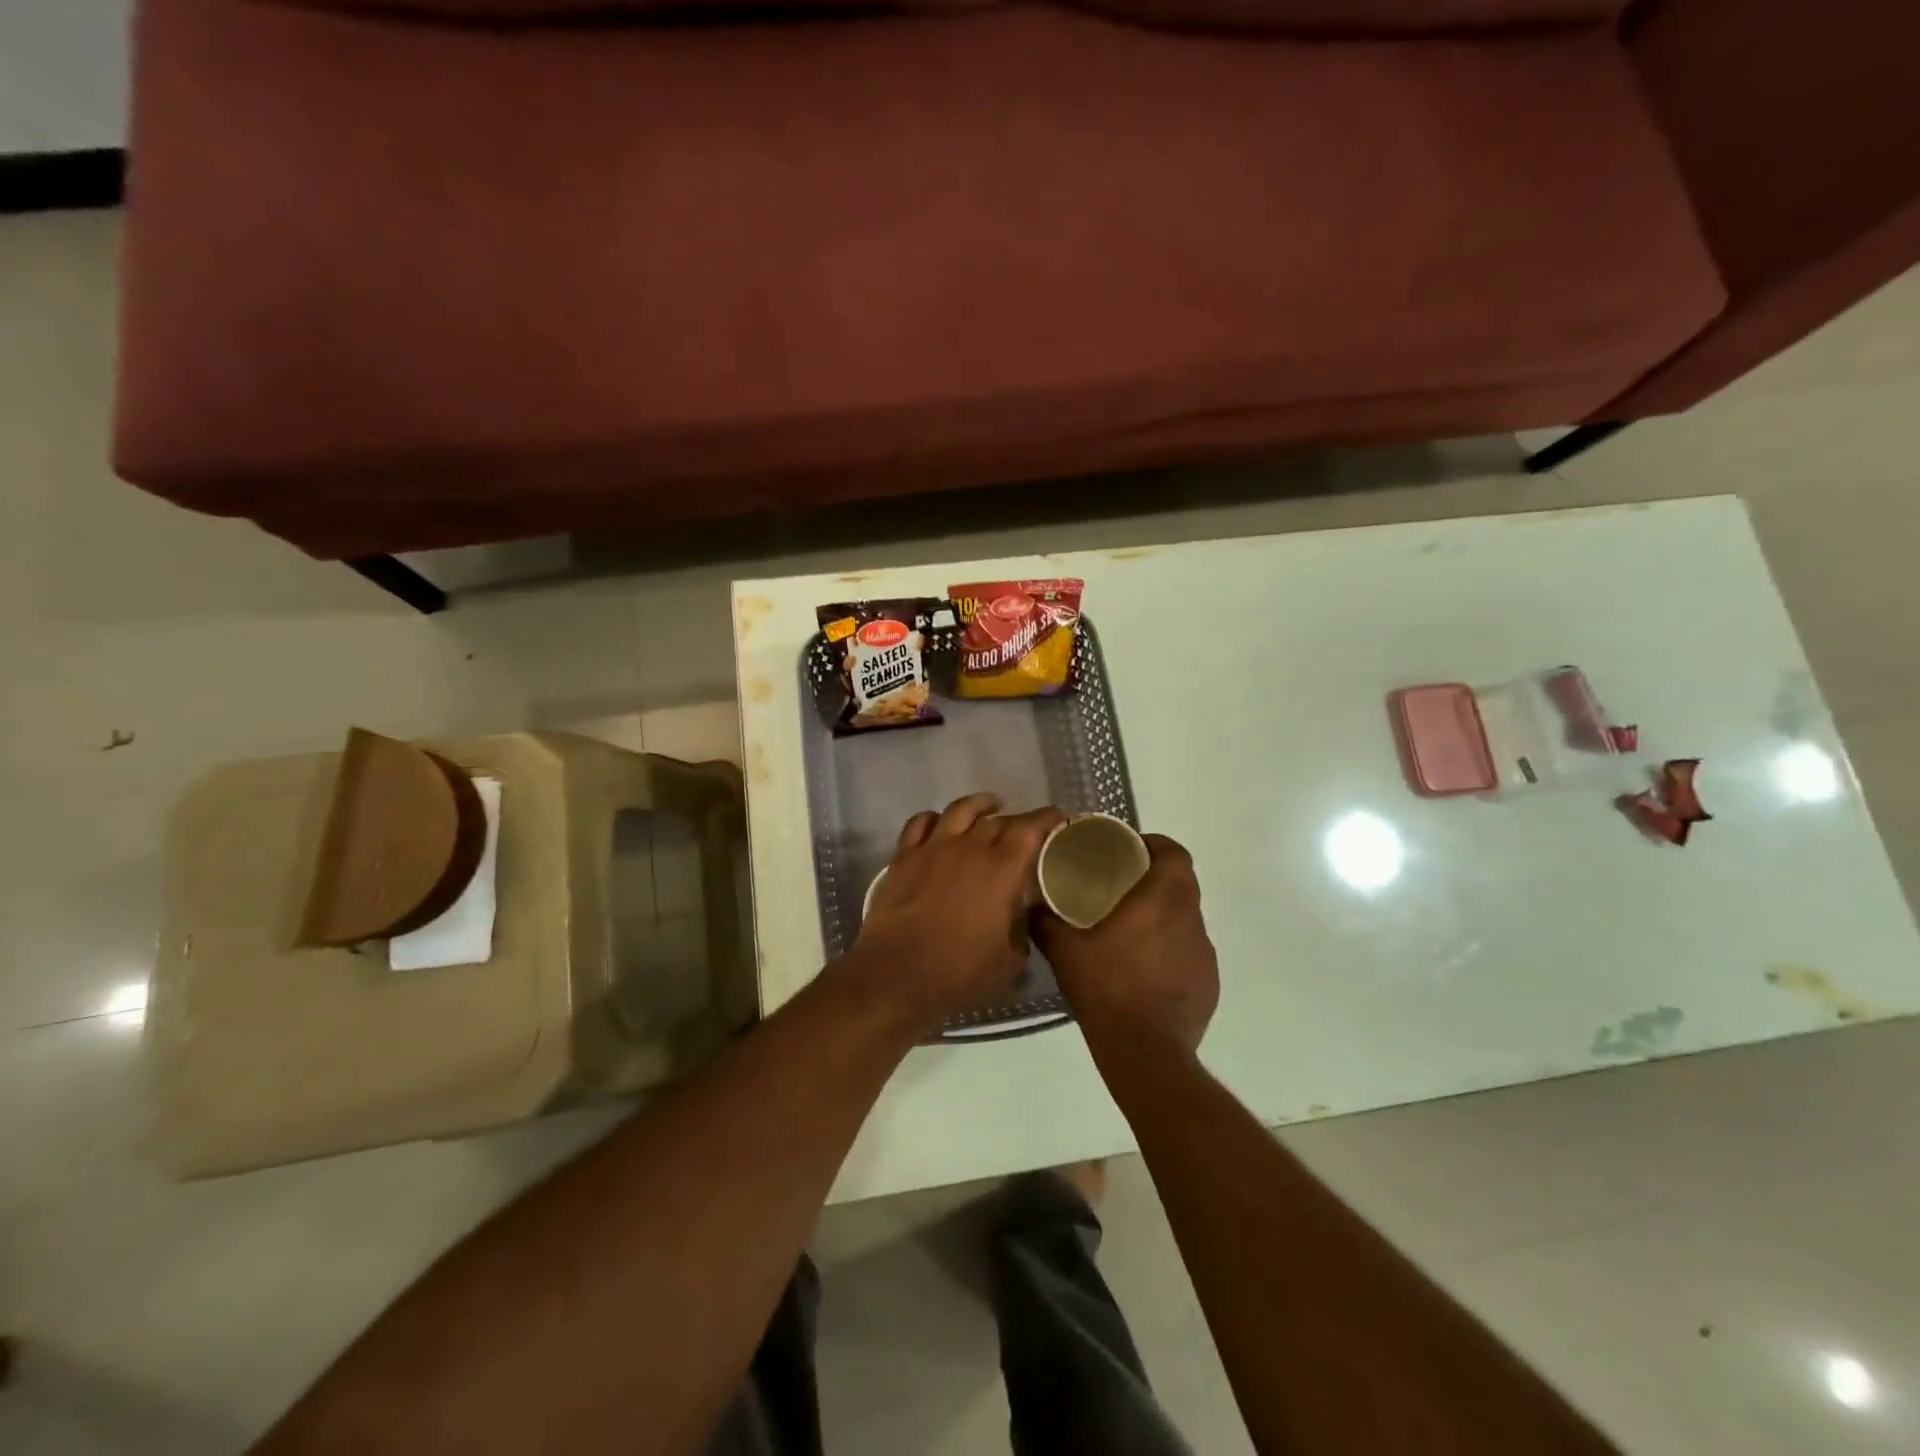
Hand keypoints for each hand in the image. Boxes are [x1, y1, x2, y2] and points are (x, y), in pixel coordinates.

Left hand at [840, 794, 1064, 1034]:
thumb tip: (1021, 917)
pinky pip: (920, 822)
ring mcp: (934, 847)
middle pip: (998, 819)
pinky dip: (934, 818)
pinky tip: (940, 824)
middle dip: (1016, 820)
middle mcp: (971, 847)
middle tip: (1024, 831)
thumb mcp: (1011, 959)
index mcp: (1003, 868)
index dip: (1048, 818)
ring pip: (961, 809)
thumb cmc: (961, 971)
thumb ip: (1022, 928)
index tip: (1058, 818)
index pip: (1031, 827)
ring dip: (979, 805)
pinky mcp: (904, 855)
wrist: (898, 974)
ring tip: (988, 807)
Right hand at [1035, 834, 1218, 1055]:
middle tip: (1124, 886)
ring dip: (1166, 916)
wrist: (1145, 1051)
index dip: (1156, 845)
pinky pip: (1190, 954)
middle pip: (1183, 883)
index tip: (1132, 850)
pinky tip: (1147, 970)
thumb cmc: (1106, 987)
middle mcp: (1191, 920)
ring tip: (1134, 929)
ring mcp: (1205, 954)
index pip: (1175, 853)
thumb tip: (1031, 907)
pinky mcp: (1209, 985)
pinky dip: (1172, 951)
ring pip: (1188, 919)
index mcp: (1163, 900)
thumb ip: (1046, 923)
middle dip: (1157, 878)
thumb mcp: (1065, 951)